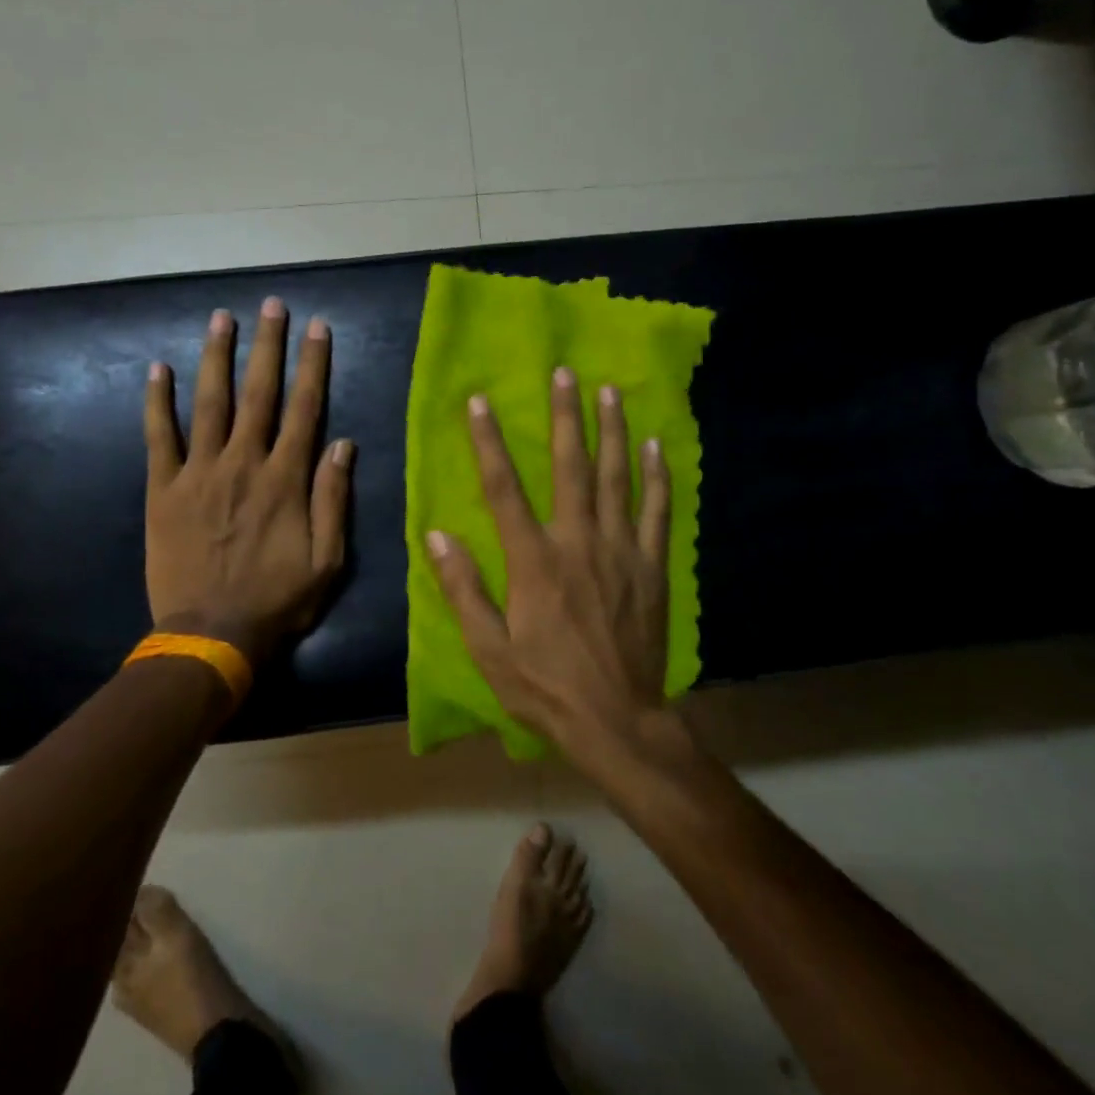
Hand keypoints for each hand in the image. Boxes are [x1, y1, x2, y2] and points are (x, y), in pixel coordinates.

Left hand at [144, 298, 352, 663]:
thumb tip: (343, 443)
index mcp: (285, 479)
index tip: (317, 328)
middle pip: (259, 392)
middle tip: (271, 305)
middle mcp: (244, 463)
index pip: (305, 408)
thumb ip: (333, 499)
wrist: (210, 635)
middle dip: (268, 345)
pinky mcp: (163, 489)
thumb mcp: (327, 560)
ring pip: (210, 402)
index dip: (313, 365)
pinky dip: (157, 402)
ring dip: (216, 357)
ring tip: (221, 318)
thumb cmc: (276, 601)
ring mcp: (199, 473)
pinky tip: (158, 369)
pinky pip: (159, 436)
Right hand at [425, 368, 671, 755]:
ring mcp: (621, 552)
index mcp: (534, 561)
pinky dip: (657, 477)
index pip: (505, 489)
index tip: (479, 403)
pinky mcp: (651, 567)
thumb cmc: (545, 687)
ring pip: (617, 478)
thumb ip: (464, 589)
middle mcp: (578, 543)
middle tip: (565, 373)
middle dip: (566, 417)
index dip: (489, 443)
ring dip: (612, 432)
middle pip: (571, 467)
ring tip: (610, 392)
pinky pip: (657, 512)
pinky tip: (657, 446)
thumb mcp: (489, 649)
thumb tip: (437, 536)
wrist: (618, 721)